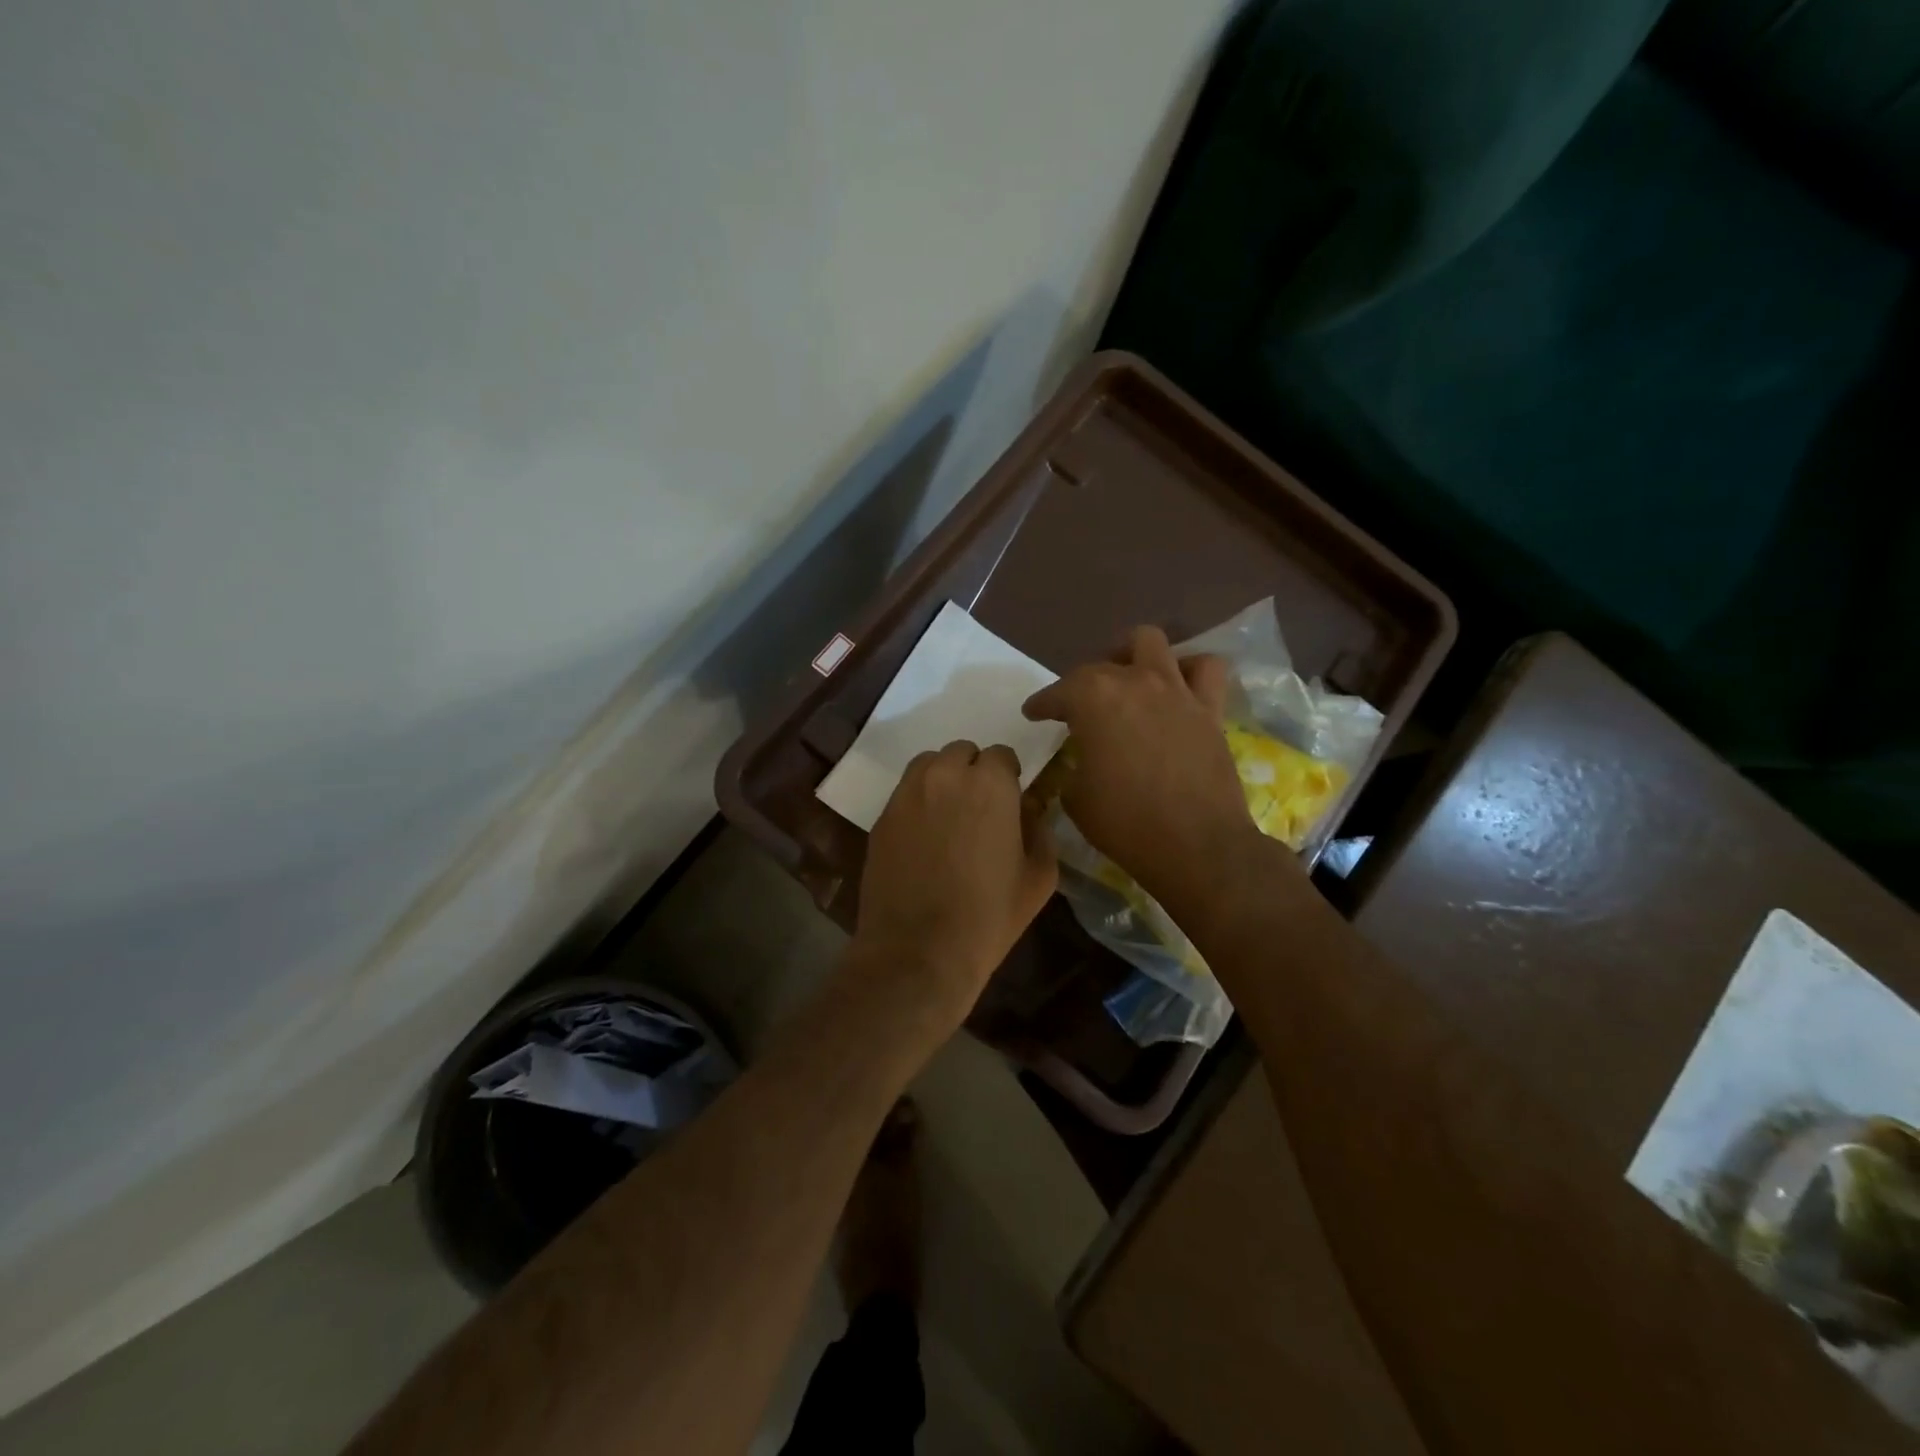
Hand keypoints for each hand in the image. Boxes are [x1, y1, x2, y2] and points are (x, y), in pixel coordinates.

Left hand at [852, 740, 1057, 1027]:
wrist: (918, 951)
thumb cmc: (989, 917)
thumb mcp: (1039, 877)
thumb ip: (1040, 830)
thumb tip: (1029, 810)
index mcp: (989, 785)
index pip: (1001, 755)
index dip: (1008, 776)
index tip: (1009, 801)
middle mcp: (945, 776)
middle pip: (962, 752)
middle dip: (973, 772)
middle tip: (979, 809)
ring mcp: (907, 794)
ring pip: (928, 765)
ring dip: (942, 779)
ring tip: (948, 815)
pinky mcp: (882, 817)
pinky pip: (905, 792)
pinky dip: (918, 801)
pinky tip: (924, 836)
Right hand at [1023, 626, 1261, 915]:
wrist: (1194, 846)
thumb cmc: (1124, 823)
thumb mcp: (1074, 797)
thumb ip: (1073, 765)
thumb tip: (1082, 761)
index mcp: (1092, 699)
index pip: (1057, 692)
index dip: (1041, 703)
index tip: (1033, 713)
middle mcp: (1133, 681)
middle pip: (1099, 666)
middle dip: (1081, 684)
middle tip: (1077, 708)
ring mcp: (1175, 690)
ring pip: (1151, 642)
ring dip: (1132, 655)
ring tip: (1127, 677)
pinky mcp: (1209, 709)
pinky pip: (1204, 670)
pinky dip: (1187, 670)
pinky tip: (1176, 688)